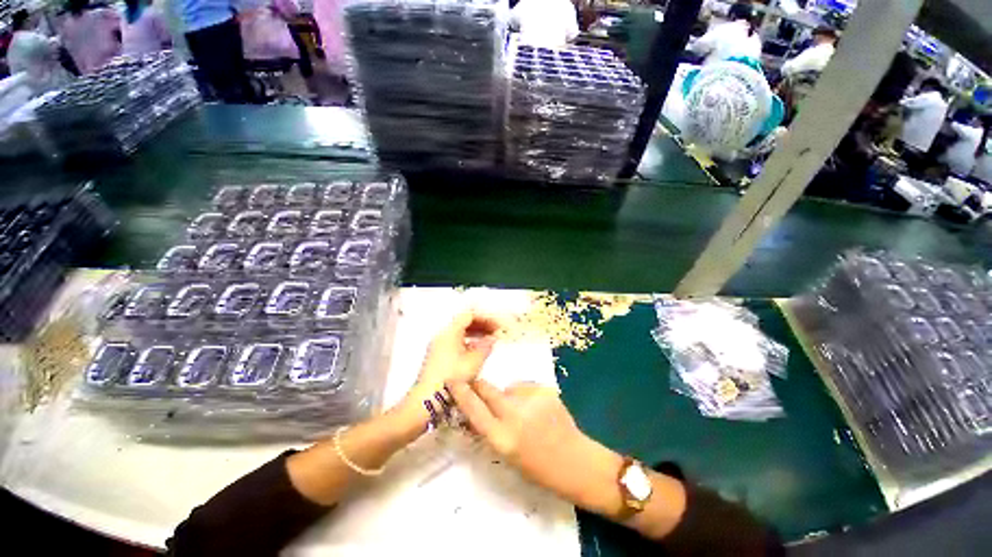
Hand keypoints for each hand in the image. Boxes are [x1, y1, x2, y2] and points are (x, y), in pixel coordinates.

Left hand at [408, 311, 500, 396]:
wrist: (426, 400)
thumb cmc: (452, 378)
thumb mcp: (473, 362)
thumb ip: (485, 347)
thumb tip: (492, 338)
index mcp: (450, 332)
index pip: (469, 315)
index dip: (485, 317)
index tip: (497, 325)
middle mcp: (442, 335)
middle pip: (464, 321)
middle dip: (481, 324)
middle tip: (496, 332)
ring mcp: (438, 345)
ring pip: (460, 332)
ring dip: (476, 333)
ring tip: (489, 340)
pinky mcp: (437, 355)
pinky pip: (455, 341)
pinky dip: (468, 341)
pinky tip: (477, 350)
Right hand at [447, 380, 622, 513]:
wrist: (575, 462)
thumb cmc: (538, 467)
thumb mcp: (507, 454)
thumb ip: (490, 429)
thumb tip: (475, 410)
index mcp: (502, 438)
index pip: (474, 410)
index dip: (461, 393)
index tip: (452, 379)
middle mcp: (514, 416)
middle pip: (488, 389)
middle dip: (479, 386)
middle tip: (478, 386)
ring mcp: (531, 400)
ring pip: (509, 388)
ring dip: (509, 397)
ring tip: (526, 414)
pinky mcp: (545, 390)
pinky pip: (526, 388)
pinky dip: (526, 396)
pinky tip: (538, 410)